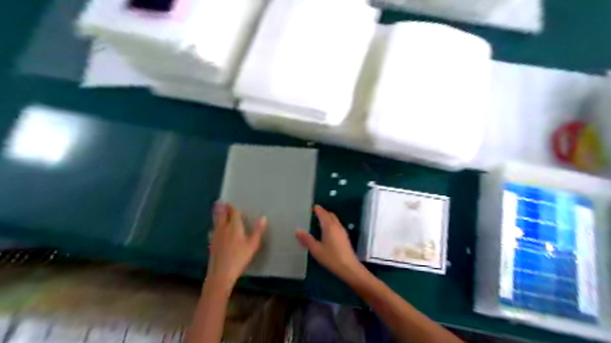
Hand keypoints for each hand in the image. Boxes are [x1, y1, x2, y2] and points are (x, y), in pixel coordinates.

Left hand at [207, 203, 267, 288]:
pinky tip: (214, 229)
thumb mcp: (253, 245)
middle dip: (223, 208)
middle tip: (222, 202)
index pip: (233, 213)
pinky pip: (213, 229)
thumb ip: (258, 230)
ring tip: (218, 209)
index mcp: (234, 226)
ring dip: (218, 214)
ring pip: (216, 221)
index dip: (234, 208)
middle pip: (222, 214)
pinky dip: (215, 225)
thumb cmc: (239, 258)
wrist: (221, 273)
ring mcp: (216, 235)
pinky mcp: (211, 243)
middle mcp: (223, 228)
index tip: (234, 204)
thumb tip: (263, 217)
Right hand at [297, 207, 366, 283]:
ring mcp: (342, 231)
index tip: (311, 207)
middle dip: (322, 212)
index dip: (317, 209)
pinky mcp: (345, 237)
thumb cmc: (331, 257)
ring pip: (334, 219)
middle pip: (330, 214)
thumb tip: (297, 230)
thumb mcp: (316, 249)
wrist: (349, 267)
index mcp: (329, 226)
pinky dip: (331, 223)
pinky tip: (326, 231)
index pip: (323, 213)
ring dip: (327, 218)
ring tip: (318, 221)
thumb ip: (306, 239)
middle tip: (314, 213)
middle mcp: (337, 226)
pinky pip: (336, 225)